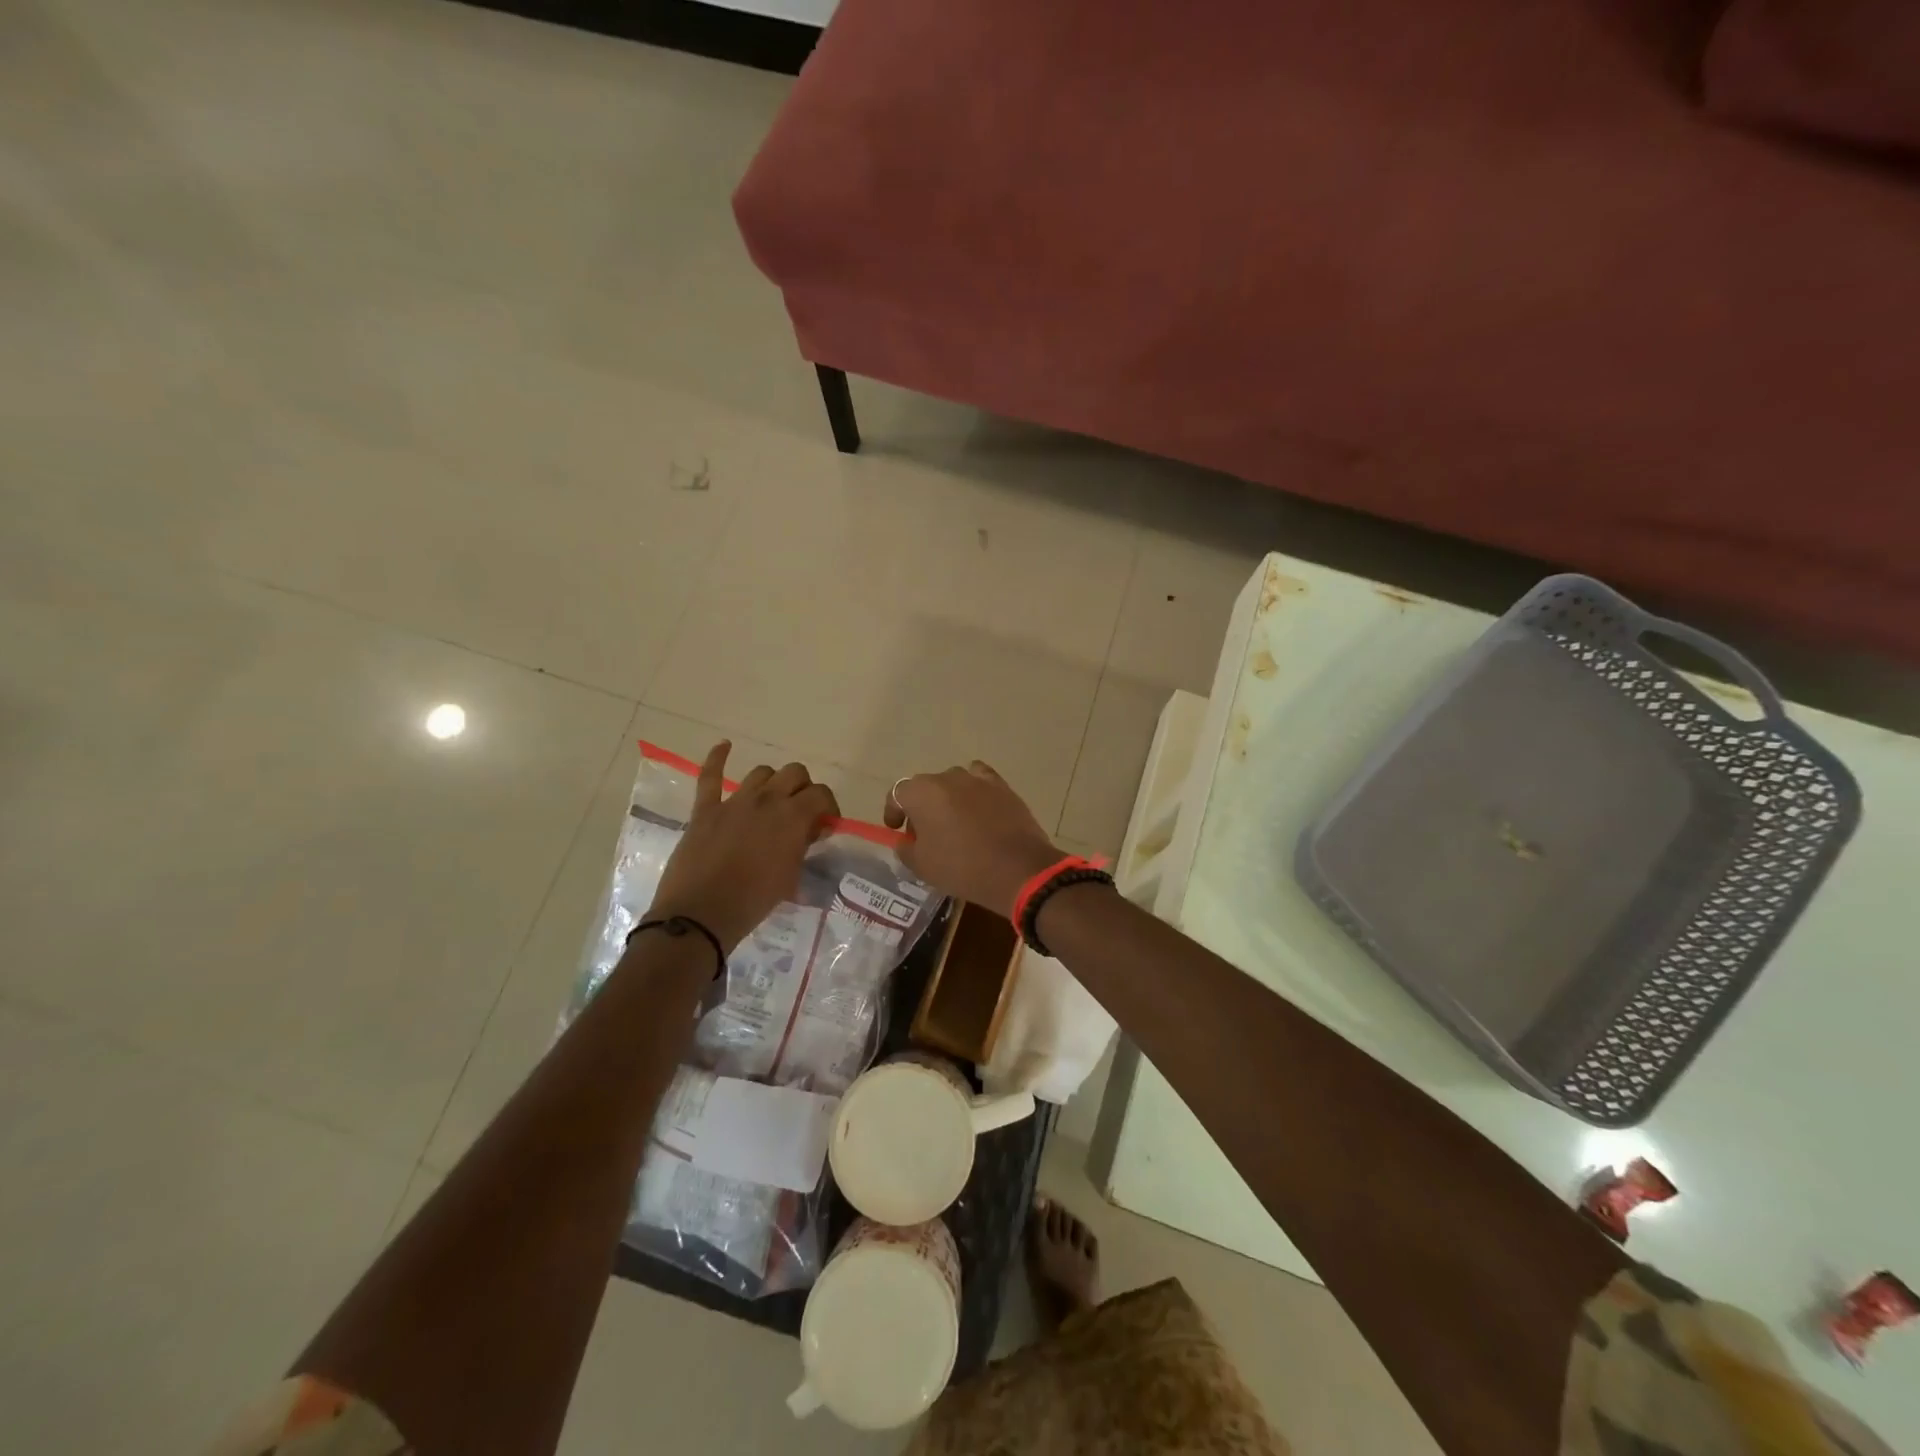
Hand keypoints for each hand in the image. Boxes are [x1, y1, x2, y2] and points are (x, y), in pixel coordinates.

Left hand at [649, 742, 839, 949]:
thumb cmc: (754, 901)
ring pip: (761, 773)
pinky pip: (710, 776)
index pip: (821, 794)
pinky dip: (718, 758)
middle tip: (801, 811)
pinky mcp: (706, 809)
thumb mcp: (791, 877)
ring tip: (772, 801)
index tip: (826, 824)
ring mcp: (734, 801)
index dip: (828, 807)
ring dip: (772, 782)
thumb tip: (810, 832)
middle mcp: (766, 800)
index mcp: (792, 817)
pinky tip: (725, 746)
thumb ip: (803, 847)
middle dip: (803, 788)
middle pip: (794, 773)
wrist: (701, 915)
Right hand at [885, 761, 1061, 916]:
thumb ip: (906, 849)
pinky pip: (980, 782)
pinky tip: (978, 811)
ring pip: (953, 784)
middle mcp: (948, 777)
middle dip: (921, 807)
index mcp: (922, 792)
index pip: (898, 793)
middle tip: (925, 834)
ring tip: (954, 824)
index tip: (896, 829)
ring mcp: (978, 779)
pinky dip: (975, 793)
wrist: (1017, 869)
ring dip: (948, 800)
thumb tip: (906, 841)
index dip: (894, 811)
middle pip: (926, 787)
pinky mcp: (1003, 786)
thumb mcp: (922, 866)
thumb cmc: (961, 867)